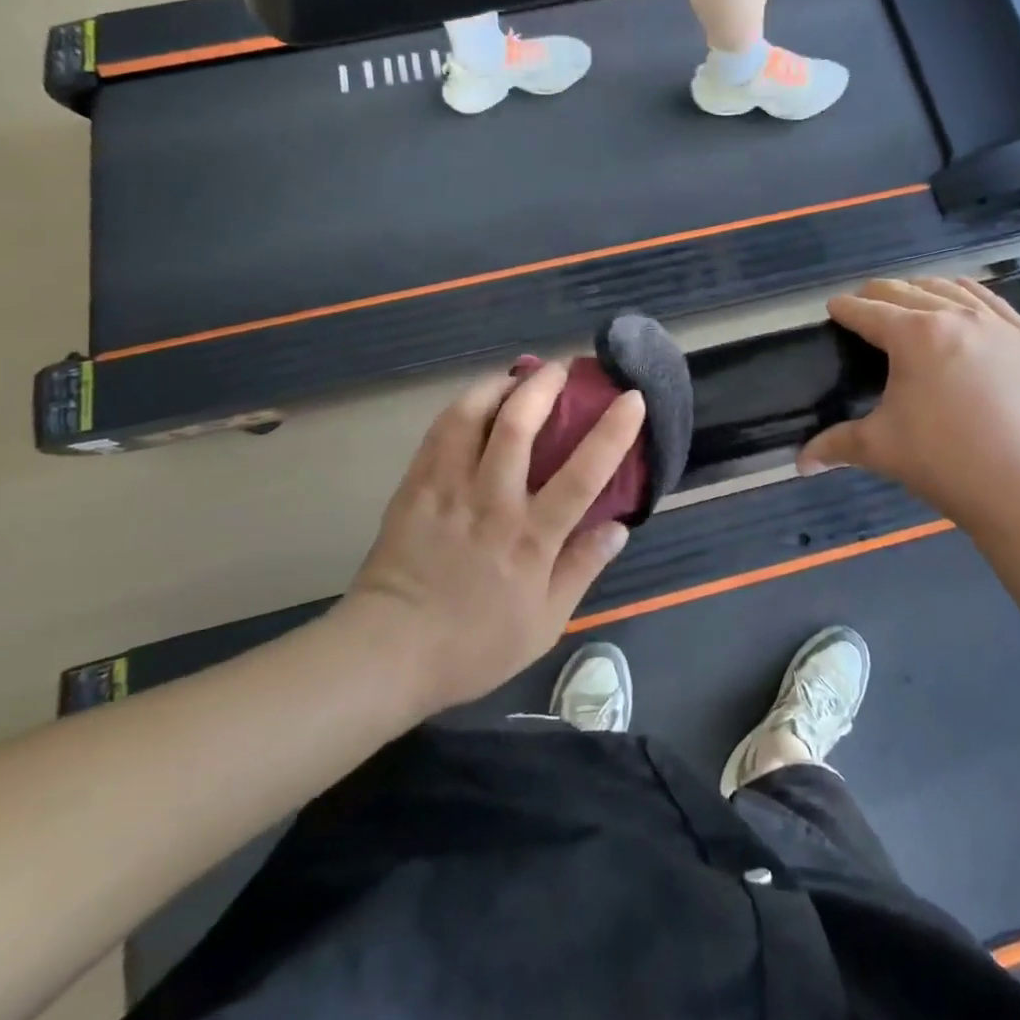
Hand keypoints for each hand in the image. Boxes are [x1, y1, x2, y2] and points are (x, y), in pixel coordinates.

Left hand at [340, 362, 646, 712]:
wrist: (388, 652)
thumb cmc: (474, 644)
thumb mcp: (545, 622)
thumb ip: (582, 569)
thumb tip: (619, 527)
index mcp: (531, 538)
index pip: (583, 474)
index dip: (612, 431)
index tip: (631, 398)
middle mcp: (491, 502)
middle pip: (517, 427)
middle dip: (544, 386)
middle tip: (561, 367)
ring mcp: (447, 489)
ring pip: (471, 417)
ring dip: (499, 385)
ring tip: (517, 375)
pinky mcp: (415, 487)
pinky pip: (439, 432)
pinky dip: (463, 405)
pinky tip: (477, 401)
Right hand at [800, 278, 1019, 528]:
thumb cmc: (943, 463)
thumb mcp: (879, 449)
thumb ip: (835, 445)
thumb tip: (801, 462)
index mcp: (914, 336)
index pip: (868, 311)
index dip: (845, 308)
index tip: (834, 308)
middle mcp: (958, 317)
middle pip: (908, 290)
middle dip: (879, 293)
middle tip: (865, 304)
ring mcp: (1002, 328)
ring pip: (955, 289)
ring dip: (925, 289)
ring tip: (912, 298)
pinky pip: (997, 306)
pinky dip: (971, 299)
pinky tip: (966, 306)